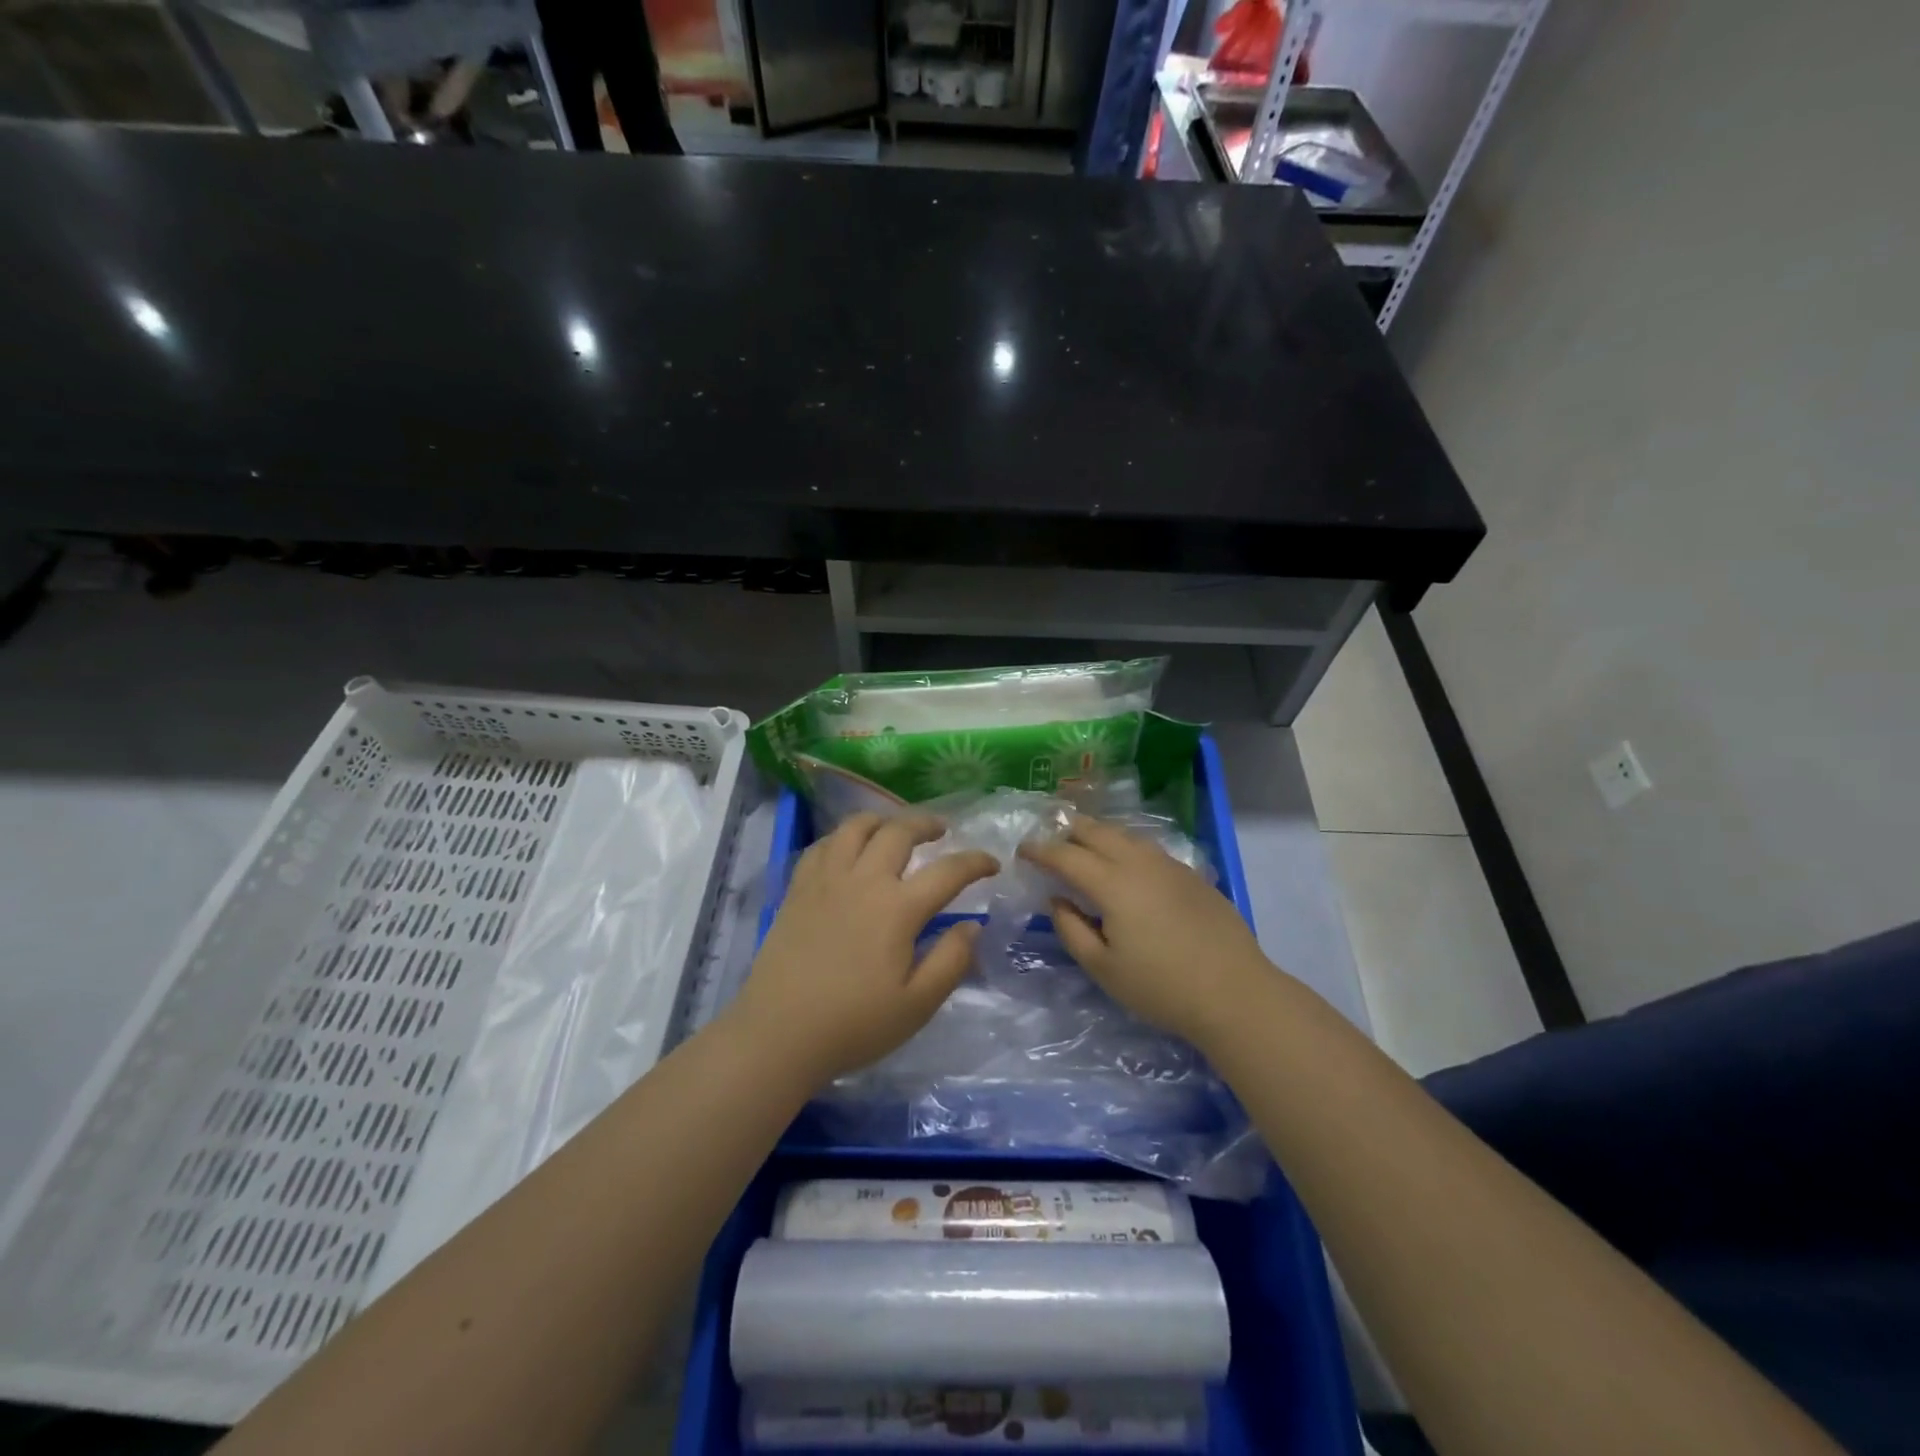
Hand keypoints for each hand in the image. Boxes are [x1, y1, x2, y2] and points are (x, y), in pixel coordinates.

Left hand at [727, 813, 998, 1084]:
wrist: (778, 1034)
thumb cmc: (854, 1024)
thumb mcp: (917, 1005)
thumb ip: (951, 960)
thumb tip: (972, 925)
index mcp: (898, 908)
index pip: (948, 871)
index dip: (975, 862)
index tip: (992, 863)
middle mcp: (863, 880)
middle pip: (899, 831)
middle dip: (927, 823)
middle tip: (942, 830)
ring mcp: (826, 880)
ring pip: (856, 827)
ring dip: (883, 820)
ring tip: (895, 829)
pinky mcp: (798, 889)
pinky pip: (823, 845)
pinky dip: (843, 837)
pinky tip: (848, 849)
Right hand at [1021, 816, 1270, 1048]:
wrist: (1235, 992)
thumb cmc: (1161, 986)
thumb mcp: (1103, 968)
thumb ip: (1072, 929)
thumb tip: (1058, 900)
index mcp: (1112, 883)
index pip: (1066, 856)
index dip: (1040, 850)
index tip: (1022, 850)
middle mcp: (1139, 862)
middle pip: (1097, 831)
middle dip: (1068, 830)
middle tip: (1050, 838)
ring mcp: (1169, 865)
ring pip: (1125, 835)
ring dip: (1099, 834)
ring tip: (1084, 844)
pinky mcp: (1191, 874)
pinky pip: (1147, 848)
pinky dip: (1125, 846)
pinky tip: (1126, 863)